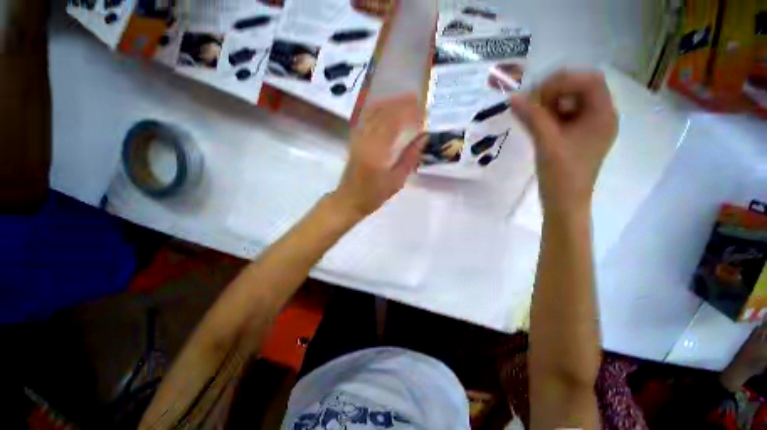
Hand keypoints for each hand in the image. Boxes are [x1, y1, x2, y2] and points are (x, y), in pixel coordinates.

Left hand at [330, 93, 426, 218]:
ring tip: (405, 102)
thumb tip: (424, 137)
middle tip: (418, 101)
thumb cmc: (374, 194)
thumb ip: (410, 157)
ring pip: (373, 112)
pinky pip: (366, 118)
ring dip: (390, 104)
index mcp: (378, 150)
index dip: (409, 112)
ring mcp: (358, 138)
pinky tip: (387, 109)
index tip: (424, 111)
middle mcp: (366, 139)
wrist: (350, 199)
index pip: (394, 121)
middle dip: (402, 104)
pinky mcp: (354, 139)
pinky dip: (378, 110)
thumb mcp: (397, 180)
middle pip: (383, 112)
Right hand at [508, 70, 617, 214]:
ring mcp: (589, 127)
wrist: (565, 203)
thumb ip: (532, 117)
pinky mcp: (578, 137)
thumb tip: (513, 97)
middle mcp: (601, 116)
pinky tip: (536, 125)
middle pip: (580, 88)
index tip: (536, 96)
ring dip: (549, 104)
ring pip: (571, 102)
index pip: (589, 80)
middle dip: (554, 92)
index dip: (562, 81)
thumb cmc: (562, 174)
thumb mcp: (546, 142)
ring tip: (531, 117)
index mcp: (603, 115)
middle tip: (531, 105)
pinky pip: (565, 116)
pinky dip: (549, 116)